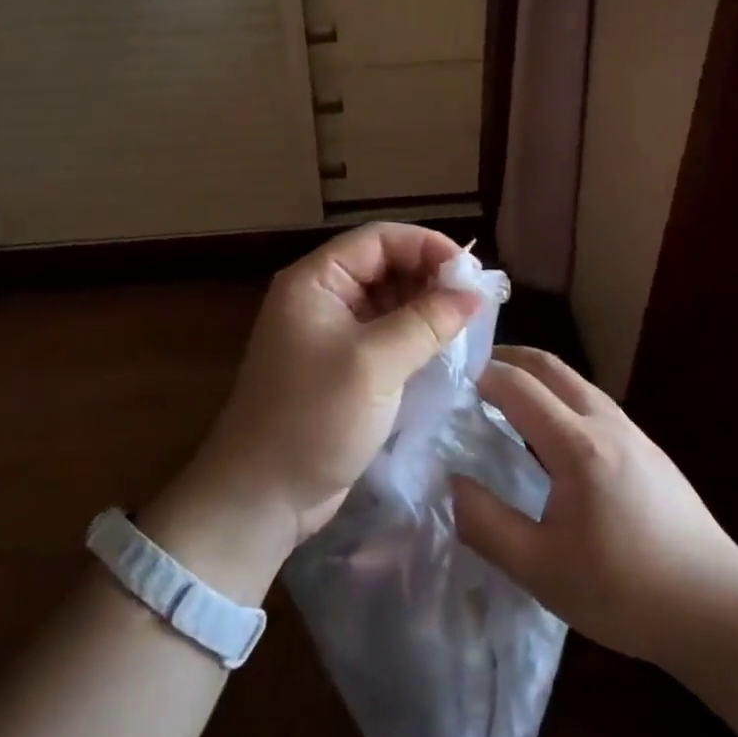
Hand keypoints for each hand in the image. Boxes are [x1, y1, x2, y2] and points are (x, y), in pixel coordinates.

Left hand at [156, 224, 481, 585]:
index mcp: (316, 281)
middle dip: (429, 275)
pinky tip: (446, 345)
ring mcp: (332, 333)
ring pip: (389, 300)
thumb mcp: (374, 365)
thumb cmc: (313, 419)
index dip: (425, 245)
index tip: (470, 269)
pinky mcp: (344, 366)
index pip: (378, 239)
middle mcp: (322, 297)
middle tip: (475, 297)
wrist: (262, 497)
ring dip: (426, 305)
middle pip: (384, 265)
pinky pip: (387, 334)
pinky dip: (416, 334)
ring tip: (468, 319)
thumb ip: (426, 322)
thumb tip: (473, 292)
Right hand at [452, 347, 737, 665]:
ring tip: (503, 396)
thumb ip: (487, 524)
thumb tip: (451, 482)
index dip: (480, 375)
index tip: (447, 379)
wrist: (720, 609)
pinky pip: (593, 402)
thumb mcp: (541, 570)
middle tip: (471, 372)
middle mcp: (606, 422)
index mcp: (578, 445)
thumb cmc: (626, 592)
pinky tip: (550, 432)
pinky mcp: (648, 449)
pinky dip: (559, 395)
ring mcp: (633, 432)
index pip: (518, 385)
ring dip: (535, 375)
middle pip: (550, 366)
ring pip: (575, 381)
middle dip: (507, 358)